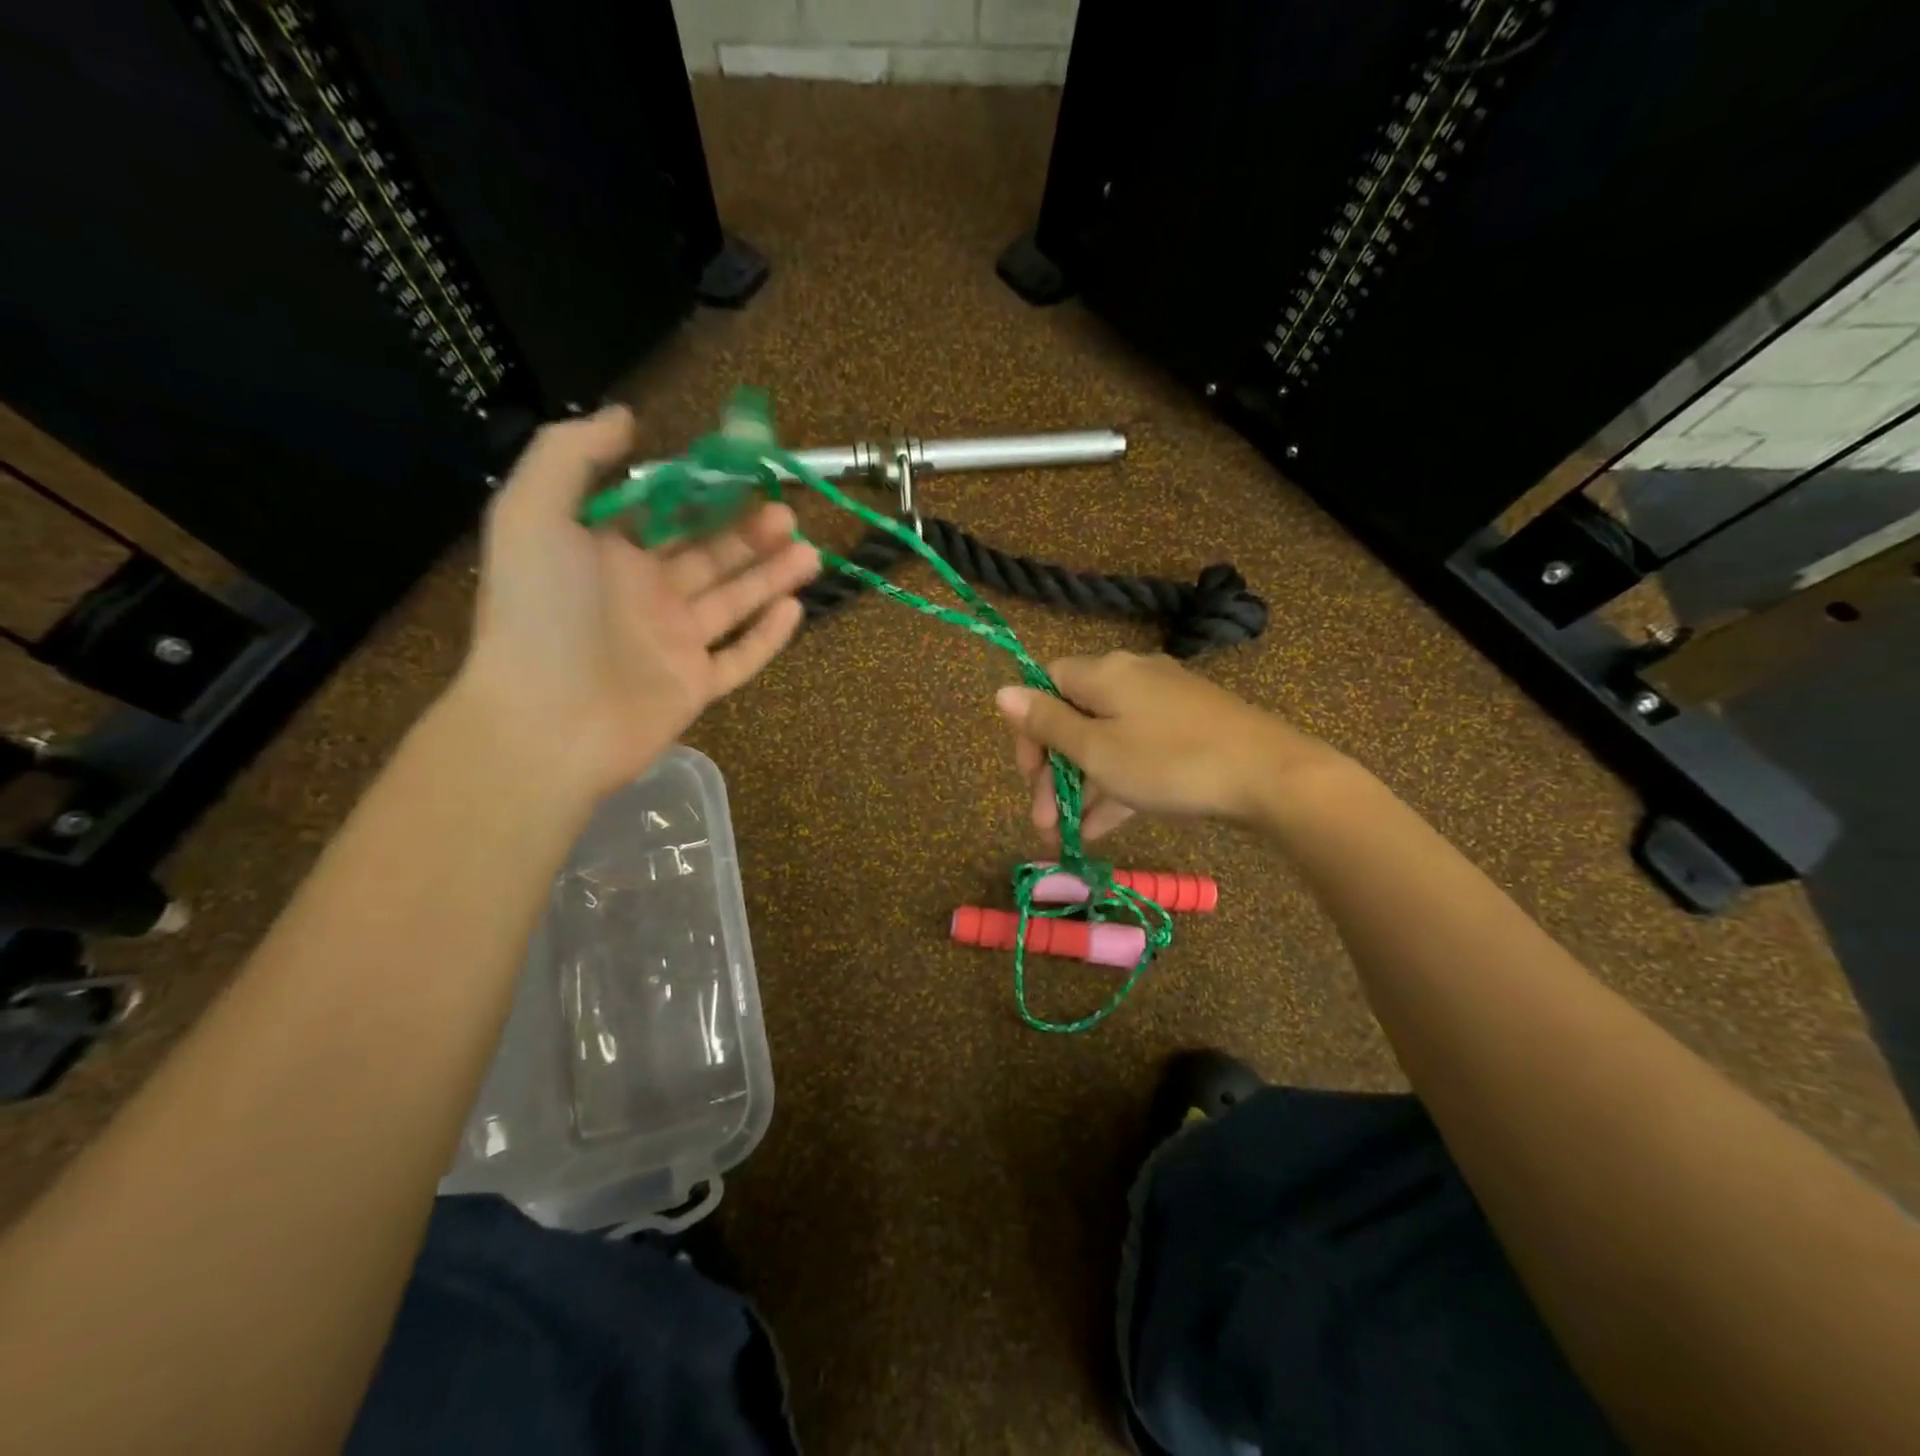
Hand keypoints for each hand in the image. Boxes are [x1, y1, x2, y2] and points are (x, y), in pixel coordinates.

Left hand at [457, 405, 819, 797]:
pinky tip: (794, 609)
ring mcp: (672, 645)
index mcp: (606, 554)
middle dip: (748, 533)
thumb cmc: (541, 612)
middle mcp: (643, 596)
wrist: (546, 722)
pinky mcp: (694, 687)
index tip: (744, 472)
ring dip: (770, 576)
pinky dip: (768, 637)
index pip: (664, 515)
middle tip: (787, 513)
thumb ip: (571, 454)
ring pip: (732, 603)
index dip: (703, 493)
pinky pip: (739, 658)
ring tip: (809, 552)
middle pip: (708, 556)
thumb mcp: (533, 512)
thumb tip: (627, 418)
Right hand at [994, 651, 1344, 841]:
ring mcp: (1165, 704)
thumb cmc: (1169, 761)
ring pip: (1107, 741)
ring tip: (1068, 836)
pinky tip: (1104, 827)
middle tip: (1044, 820)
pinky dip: (1118, 784)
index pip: (1046, 684)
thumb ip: (1047, 723)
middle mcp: (1131, 678)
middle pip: (1075, 717)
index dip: (1029, 729)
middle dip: (1054, 772)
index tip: (1029, 775)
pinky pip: (1139, 752)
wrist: (1271, 776)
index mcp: (1103, 673)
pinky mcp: (1190, 729)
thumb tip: (1001, 691)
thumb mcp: (1096, 750)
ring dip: (1083, 787)